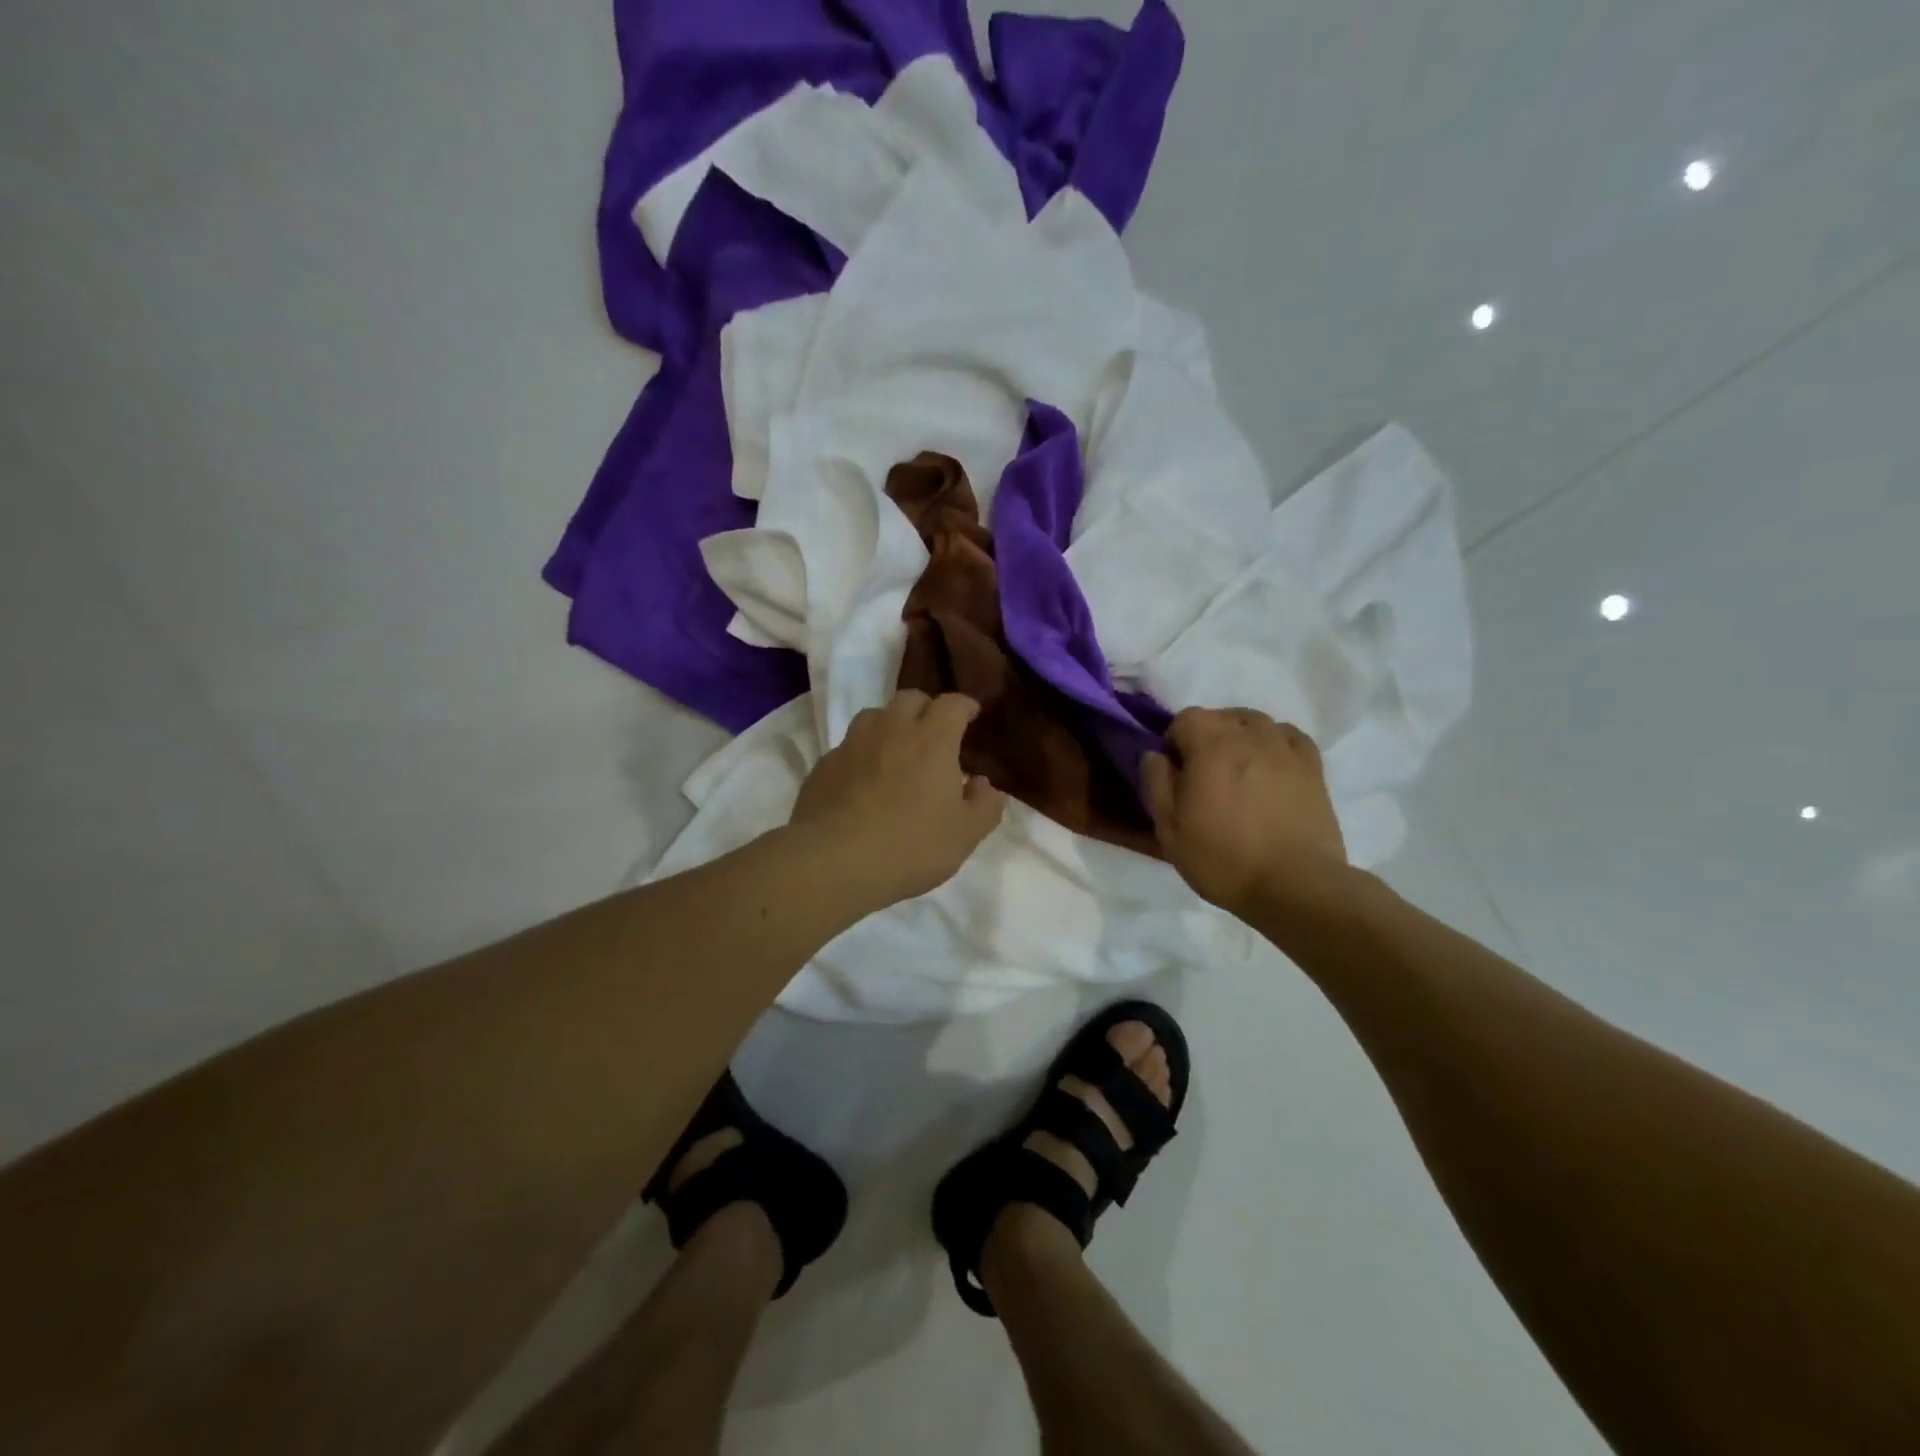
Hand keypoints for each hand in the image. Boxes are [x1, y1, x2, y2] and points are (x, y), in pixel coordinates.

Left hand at [789, 690, 1007, 905]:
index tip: (971, 715)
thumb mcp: (964, 836)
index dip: (964, 706)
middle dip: (927, 709)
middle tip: (935, 734)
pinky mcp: (824, 765)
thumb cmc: (910, 847)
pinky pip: (848, 747)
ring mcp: (852, 745)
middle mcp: (891, 731)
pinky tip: (863, 781)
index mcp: (931, 741)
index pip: (951, 704)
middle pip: (910, 699)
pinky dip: (862, 754)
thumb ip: (984, 806)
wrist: (833, 863)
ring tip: (896, 751)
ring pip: (874, 716)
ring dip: (890, 725)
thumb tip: (985, 784)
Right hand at [1141, 707, 1348, 916]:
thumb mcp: (1169, 828)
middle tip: (1204, 776)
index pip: (1185, 718)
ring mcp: (1286, 748)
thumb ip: (1156, 783)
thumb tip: (1155, 754)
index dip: (1174, 742)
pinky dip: (1274, 743)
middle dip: (1207, 737)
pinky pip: (1288, 736)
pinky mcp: (1313, 767)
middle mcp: (1250, 735)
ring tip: (1238, 770)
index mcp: (1211, 745)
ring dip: (1240, 737)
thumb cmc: (1223, 858)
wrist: (1294, 885)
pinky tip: (1270, 767)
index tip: (1175, 773)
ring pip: (1256, 723)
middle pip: (1221, 717)